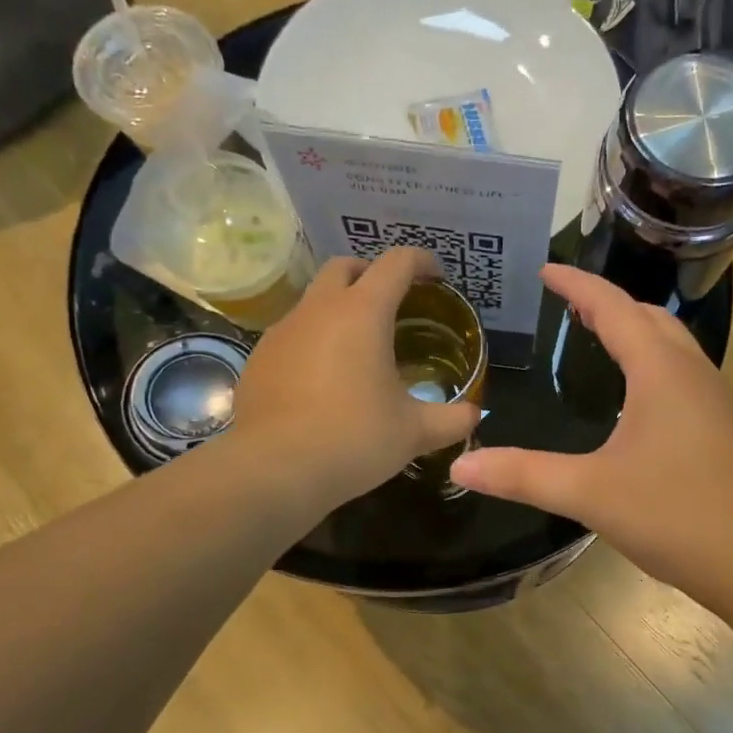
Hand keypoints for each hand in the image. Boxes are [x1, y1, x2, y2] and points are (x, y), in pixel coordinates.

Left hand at [229, 248, 479, 511]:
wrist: (274, 470)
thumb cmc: (354, 439)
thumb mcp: (415, 433)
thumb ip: (452, 419)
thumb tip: (474, 415)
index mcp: (362, 313)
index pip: (396, 263)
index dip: (421, 262)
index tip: (436, 277)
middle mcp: (318, 310)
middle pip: (345, 267)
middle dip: (372, 274)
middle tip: (394, 304)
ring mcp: (282, 332)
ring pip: (314, 300)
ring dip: (339, 309)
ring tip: (359, 348)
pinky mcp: (258, 359)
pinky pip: (292, 335)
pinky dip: (314, 341)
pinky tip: (324, 380)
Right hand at [450, 265, 732, 611]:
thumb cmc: (677, 514)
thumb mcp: (591, 493)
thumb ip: (524, 476)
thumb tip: (461, 466)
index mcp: (660, 370)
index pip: (613, 307)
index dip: (577, 285)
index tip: (545, 269)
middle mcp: (691, 372)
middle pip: (649, 317)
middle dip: (608, 302)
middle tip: (568, 304)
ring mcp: (714, 400)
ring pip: (671, 344)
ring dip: (635, 330)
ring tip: (598, 338)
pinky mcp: (723, 428)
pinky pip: (681, 374)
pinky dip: (652, 363)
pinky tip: (635, 399)